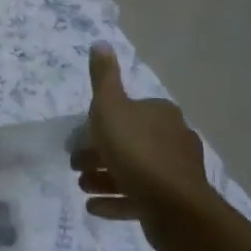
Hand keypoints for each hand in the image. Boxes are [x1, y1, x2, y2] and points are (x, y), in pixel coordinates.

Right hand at [73, 45, 211, 240]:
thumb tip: (101, 43)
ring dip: (103, 177)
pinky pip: (139, 197)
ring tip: (82, 187)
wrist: (174, 207)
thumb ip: (103, 78)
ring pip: (132, 170)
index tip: (79, 137)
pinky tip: (94, 207)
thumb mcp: (110, 107)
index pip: (125, 111)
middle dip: (98, 153)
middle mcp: (172, 138)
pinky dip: (116, 200)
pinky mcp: (173, 202)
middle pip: (127, 141)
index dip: (98, 123)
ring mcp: (175, 172)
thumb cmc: (136, 151)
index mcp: (160, 113)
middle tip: (75, 165)